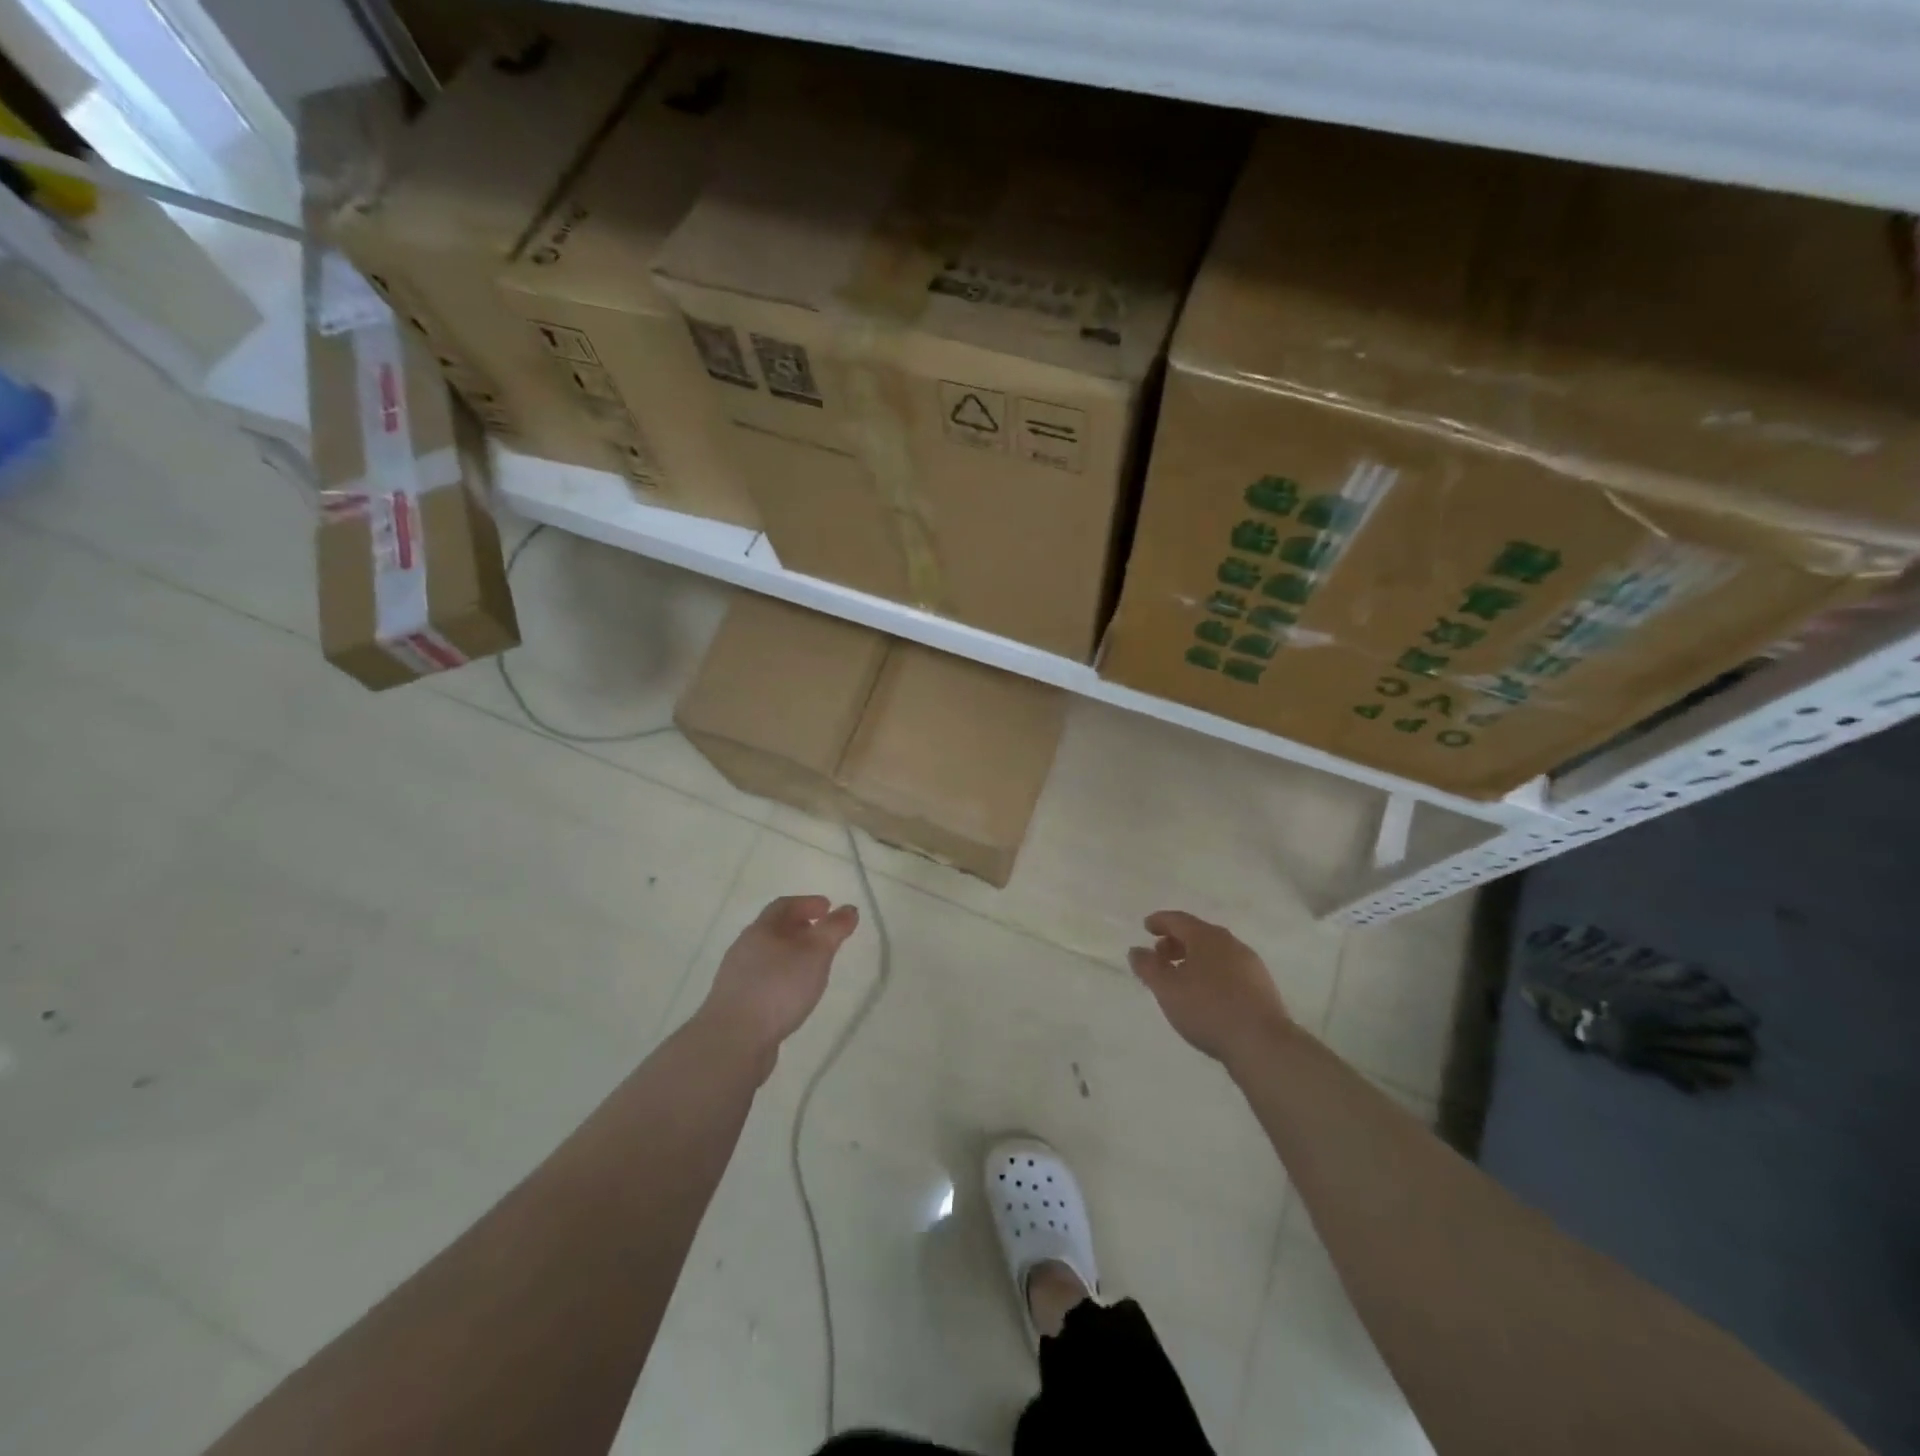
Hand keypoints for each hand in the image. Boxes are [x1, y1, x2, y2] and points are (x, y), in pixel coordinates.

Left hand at [696, 895, 859, 1071]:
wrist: (733, 1042)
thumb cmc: (778, 989)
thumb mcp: (815, 955)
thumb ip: (833, 930)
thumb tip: (849, 909)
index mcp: (760, 930)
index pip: (784, 905)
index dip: (807, 903)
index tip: (828, 907)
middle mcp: (744, 948)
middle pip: (773, 930)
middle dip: (800, 928)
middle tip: (823, 935)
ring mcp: (737, 978)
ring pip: (768, 956)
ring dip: (790, 955)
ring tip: (812, 966)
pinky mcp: (736, 1004)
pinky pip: (763, 980)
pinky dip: (781, 978)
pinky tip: (793, 995)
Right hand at [1128, 910, 1292, 1067]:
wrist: (1262, 1043)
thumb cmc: (1208, 1009)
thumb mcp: (1167, 989)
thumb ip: (1148, 967)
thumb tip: (1137, 950)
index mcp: (1207, 937)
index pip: (1179, 920)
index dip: (1160, 921)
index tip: (1146, 927)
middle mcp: (1231, 944)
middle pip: (1199, 934)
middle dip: (1176, 942)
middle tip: (1160, 955)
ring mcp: (1251, 965)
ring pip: (1216, 953)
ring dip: (1195, 959)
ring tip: (1181, 978)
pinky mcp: (1262, 988)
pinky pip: (1230, 971)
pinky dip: (1212, 973)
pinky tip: (1207, 994)